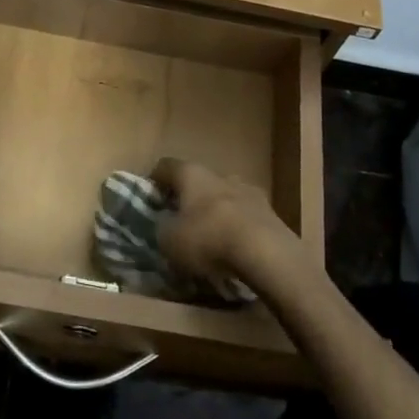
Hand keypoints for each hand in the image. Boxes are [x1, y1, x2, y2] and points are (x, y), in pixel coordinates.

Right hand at [152, 157, 296, 293]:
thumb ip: (162, 229)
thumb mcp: (169, 241)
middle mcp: (220, 174)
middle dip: (189, 197)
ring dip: (215, 211)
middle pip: (199, 180)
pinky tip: (233, 247)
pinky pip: (245, 215)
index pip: (167, 166)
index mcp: (192, 174)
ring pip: (225, 196)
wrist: (265, 252)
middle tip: (179, 219)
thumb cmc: (208, 239)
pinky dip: (236, 226)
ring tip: (209, 236)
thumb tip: (164, 225)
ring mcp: (248, 190)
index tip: (150, 196)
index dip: (155, 179)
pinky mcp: (269, 211)